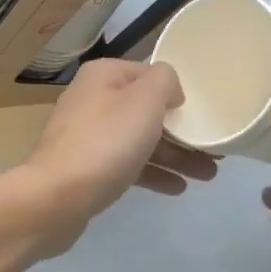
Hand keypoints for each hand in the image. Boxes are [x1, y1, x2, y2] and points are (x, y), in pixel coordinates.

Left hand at [18, 59, 218, 256]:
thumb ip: (165, 81)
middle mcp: (93, 98)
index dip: (178, 92)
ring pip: (139, 139)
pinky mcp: (86, 167)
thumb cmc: (105, 142)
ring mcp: (87, 134)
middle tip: (215, 151)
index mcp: (104, 75)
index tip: (204, 114)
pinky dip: (152, 172)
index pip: (150, 74)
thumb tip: (169, 89)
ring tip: (208, 175)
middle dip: (181, 130)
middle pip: (146, 109)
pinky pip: (127, 163)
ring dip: (174, 155)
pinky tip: (177, 187)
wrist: (55, 197)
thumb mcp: (145, 101)